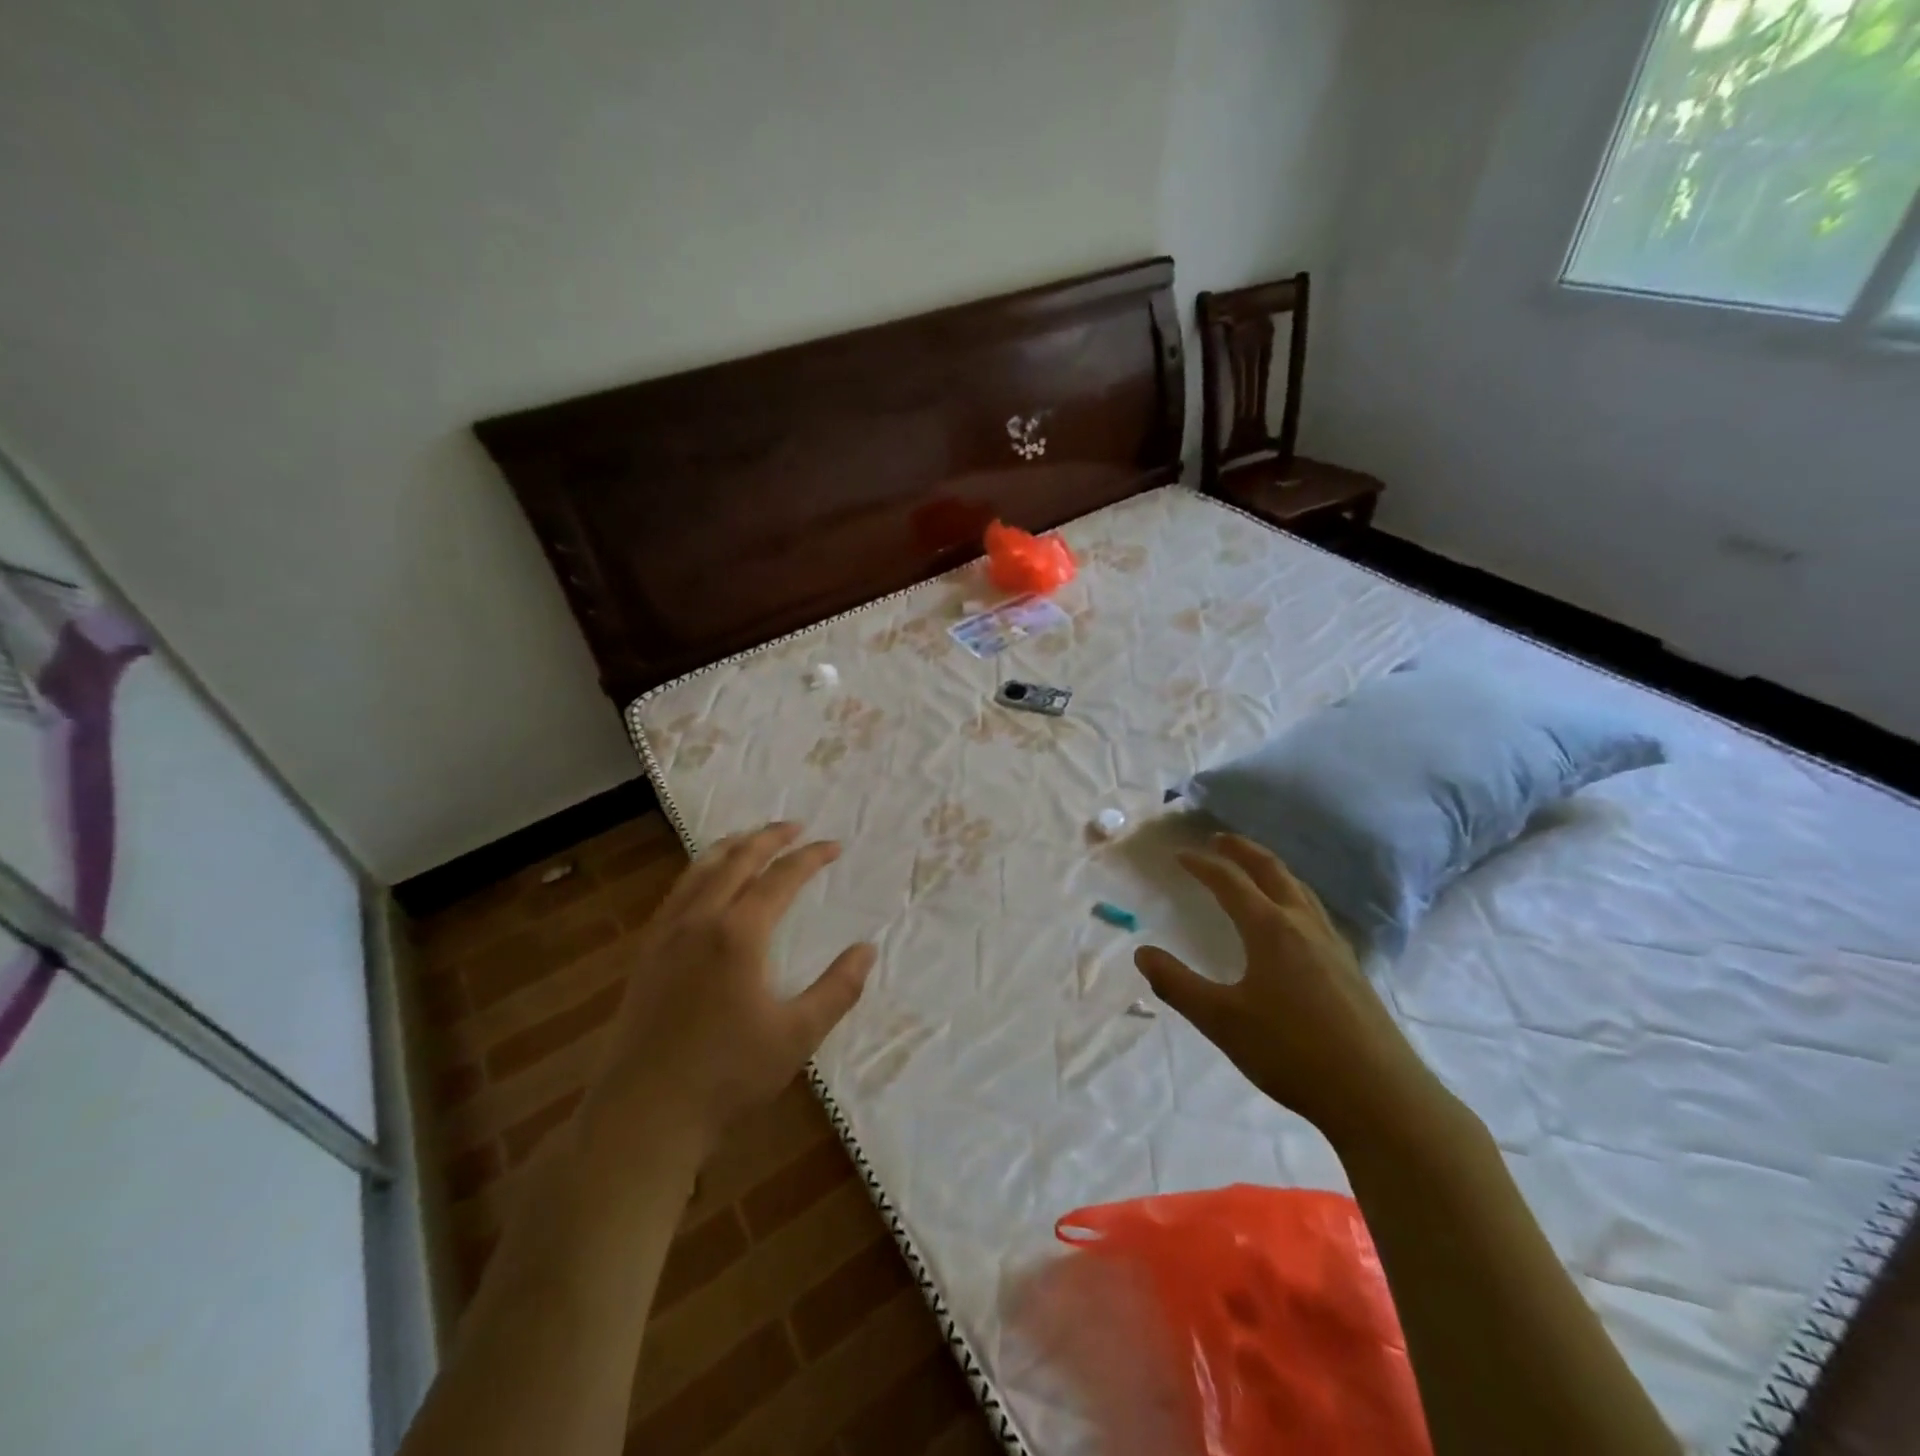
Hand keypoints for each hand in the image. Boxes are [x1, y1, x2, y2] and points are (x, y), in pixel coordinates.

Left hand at [585, 822, 874, 1158]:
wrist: (643, 1116)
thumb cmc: (728, 1076)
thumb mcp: (798, 1035)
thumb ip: (838, 989)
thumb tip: (867, 949)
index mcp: (739, 933)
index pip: (781, 877)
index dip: (810, 857)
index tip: (834, 846)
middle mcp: (700, 921)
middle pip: (737, 860)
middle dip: (769, 837)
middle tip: (795, 825)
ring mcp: (666, 936)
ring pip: (699, 871)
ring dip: (730, 847)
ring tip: (750, 837)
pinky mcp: (646, 955)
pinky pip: (676, 894)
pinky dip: (699, 873)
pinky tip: (704, 884)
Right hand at [1135, 834, 1449, 1147]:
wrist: (1379, 1096)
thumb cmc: (1292, 1052)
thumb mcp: (1221, 1020)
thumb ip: (1177, 984)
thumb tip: (1142, 953)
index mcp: (1271, 929)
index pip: (1230, 882)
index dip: (1203, 865)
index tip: (1179, 855)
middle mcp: (1304, 926)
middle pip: (1273, 871)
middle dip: (1243, 850)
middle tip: (1219, 840)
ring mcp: (1334, 946)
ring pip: (1300, 890)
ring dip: (1272, 870)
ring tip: (1254, 869)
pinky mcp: (1351, 969)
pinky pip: (1315, 913)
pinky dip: (1293, 896)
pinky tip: (1293, 922)